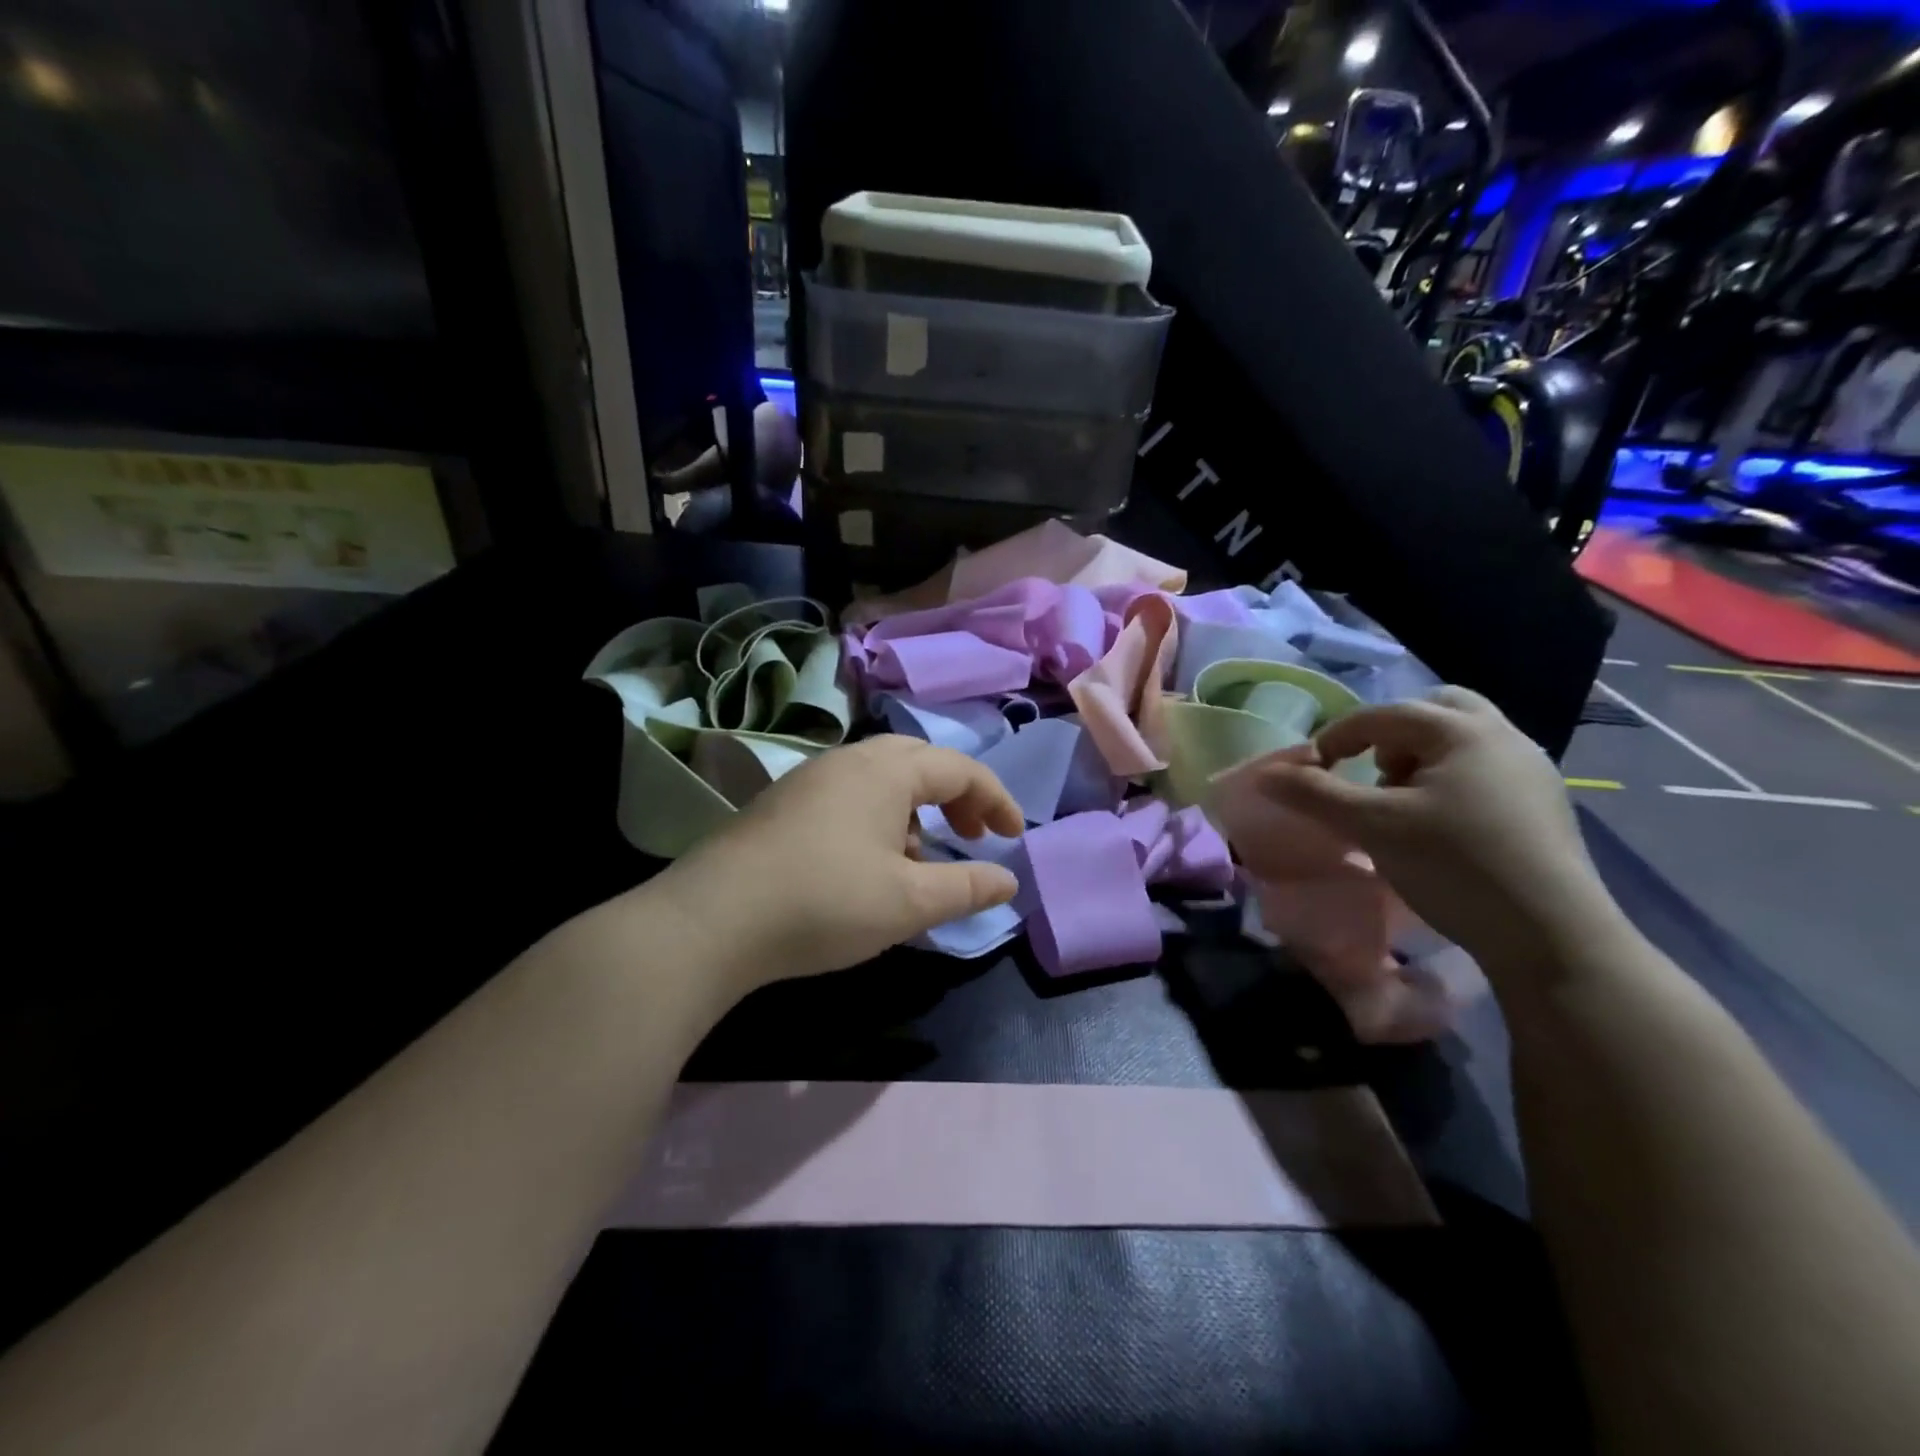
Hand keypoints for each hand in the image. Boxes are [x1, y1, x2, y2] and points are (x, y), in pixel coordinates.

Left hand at [653, 735, 1023, 999]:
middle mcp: (848, 761)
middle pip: (920, 763)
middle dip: (956, 798)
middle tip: (972, 837)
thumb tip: (1008, 880)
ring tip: (920, 860)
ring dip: (916, 811)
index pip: (959, 769)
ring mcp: (810, 779)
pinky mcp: (783, 805)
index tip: (1014, 838)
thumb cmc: (825, 901)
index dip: (995, 800)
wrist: (712, 920)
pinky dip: (879, 820)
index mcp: (886, 770)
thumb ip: (966, 888)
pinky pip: (850, 797)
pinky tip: (869, 866)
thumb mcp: (908, 902)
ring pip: (882, 780)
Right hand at [1236, 688, 1628, 973]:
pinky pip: (1485, 769)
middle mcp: (1503, 736)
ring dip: (1423, 757)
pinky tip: (1441, 826)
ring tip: (1403, 803)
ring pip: (1465, 739)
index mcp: (1461, 730)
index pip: (1383, 714)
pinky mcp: (1545, 805)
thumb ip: (1314, 795)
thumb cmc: (1454, 865)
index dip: (1337, 736)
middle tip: (1374, 771)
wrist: (1552, 935)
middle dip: (1394, 733)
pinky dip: (1452, 780)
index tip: (1312, 769)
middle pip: (1437, 709)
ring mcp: (1532, 770)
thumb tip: (1266, 775)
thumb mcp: (1372, 826)